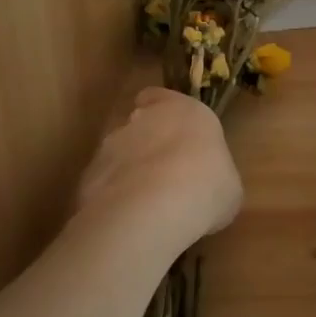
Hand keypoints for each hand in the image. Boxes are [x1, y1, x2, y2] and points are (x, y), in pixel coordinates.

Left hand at [78, 88, 241, 255]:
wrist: (151, 211)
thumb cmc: (206, 186)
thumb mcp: (227, 184)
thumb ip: (212, 173)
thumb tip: (207, 186)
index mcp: (183, 110)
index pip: (161, 96)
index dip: (163, 112)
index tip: (172, 131)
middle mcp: (142, 119)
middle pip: (139, 123)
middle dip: (147, 143)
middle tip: (165, 173)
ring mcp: (110, 147)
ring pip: (117, 153)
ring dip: (128, 170)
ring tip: (144, 203)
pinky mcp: (88, 177)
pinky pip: (102, 183)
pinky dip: (111, 196)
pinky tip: (126, 220)